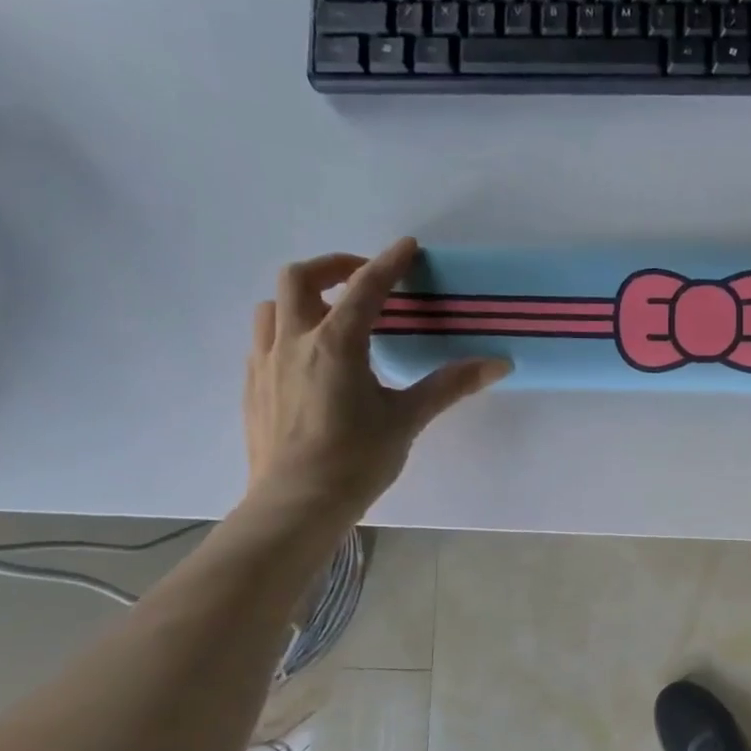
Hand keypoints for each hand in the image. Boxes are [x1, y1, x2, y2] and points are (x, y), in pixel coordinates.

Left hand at [243, 239, 509, 523]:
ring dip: (302, 298)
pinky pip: (263, 340)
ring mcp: (265, 362)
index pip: (366, 289)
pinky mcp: (252, 387)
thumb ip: (449, 385)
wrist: (296, 503)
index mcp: (335, 344)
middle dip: (333, 267)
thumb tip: (498, 364)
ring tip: (330, 316)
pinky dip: (287, 331)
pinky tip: (308, 360)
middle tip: (362, 280)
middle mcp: (293, 341)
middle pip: (300, 278)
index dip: (389, 263)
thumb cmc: (356, 459)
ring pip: (272, 306)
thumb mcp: (407, 419)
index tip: (407, 247)